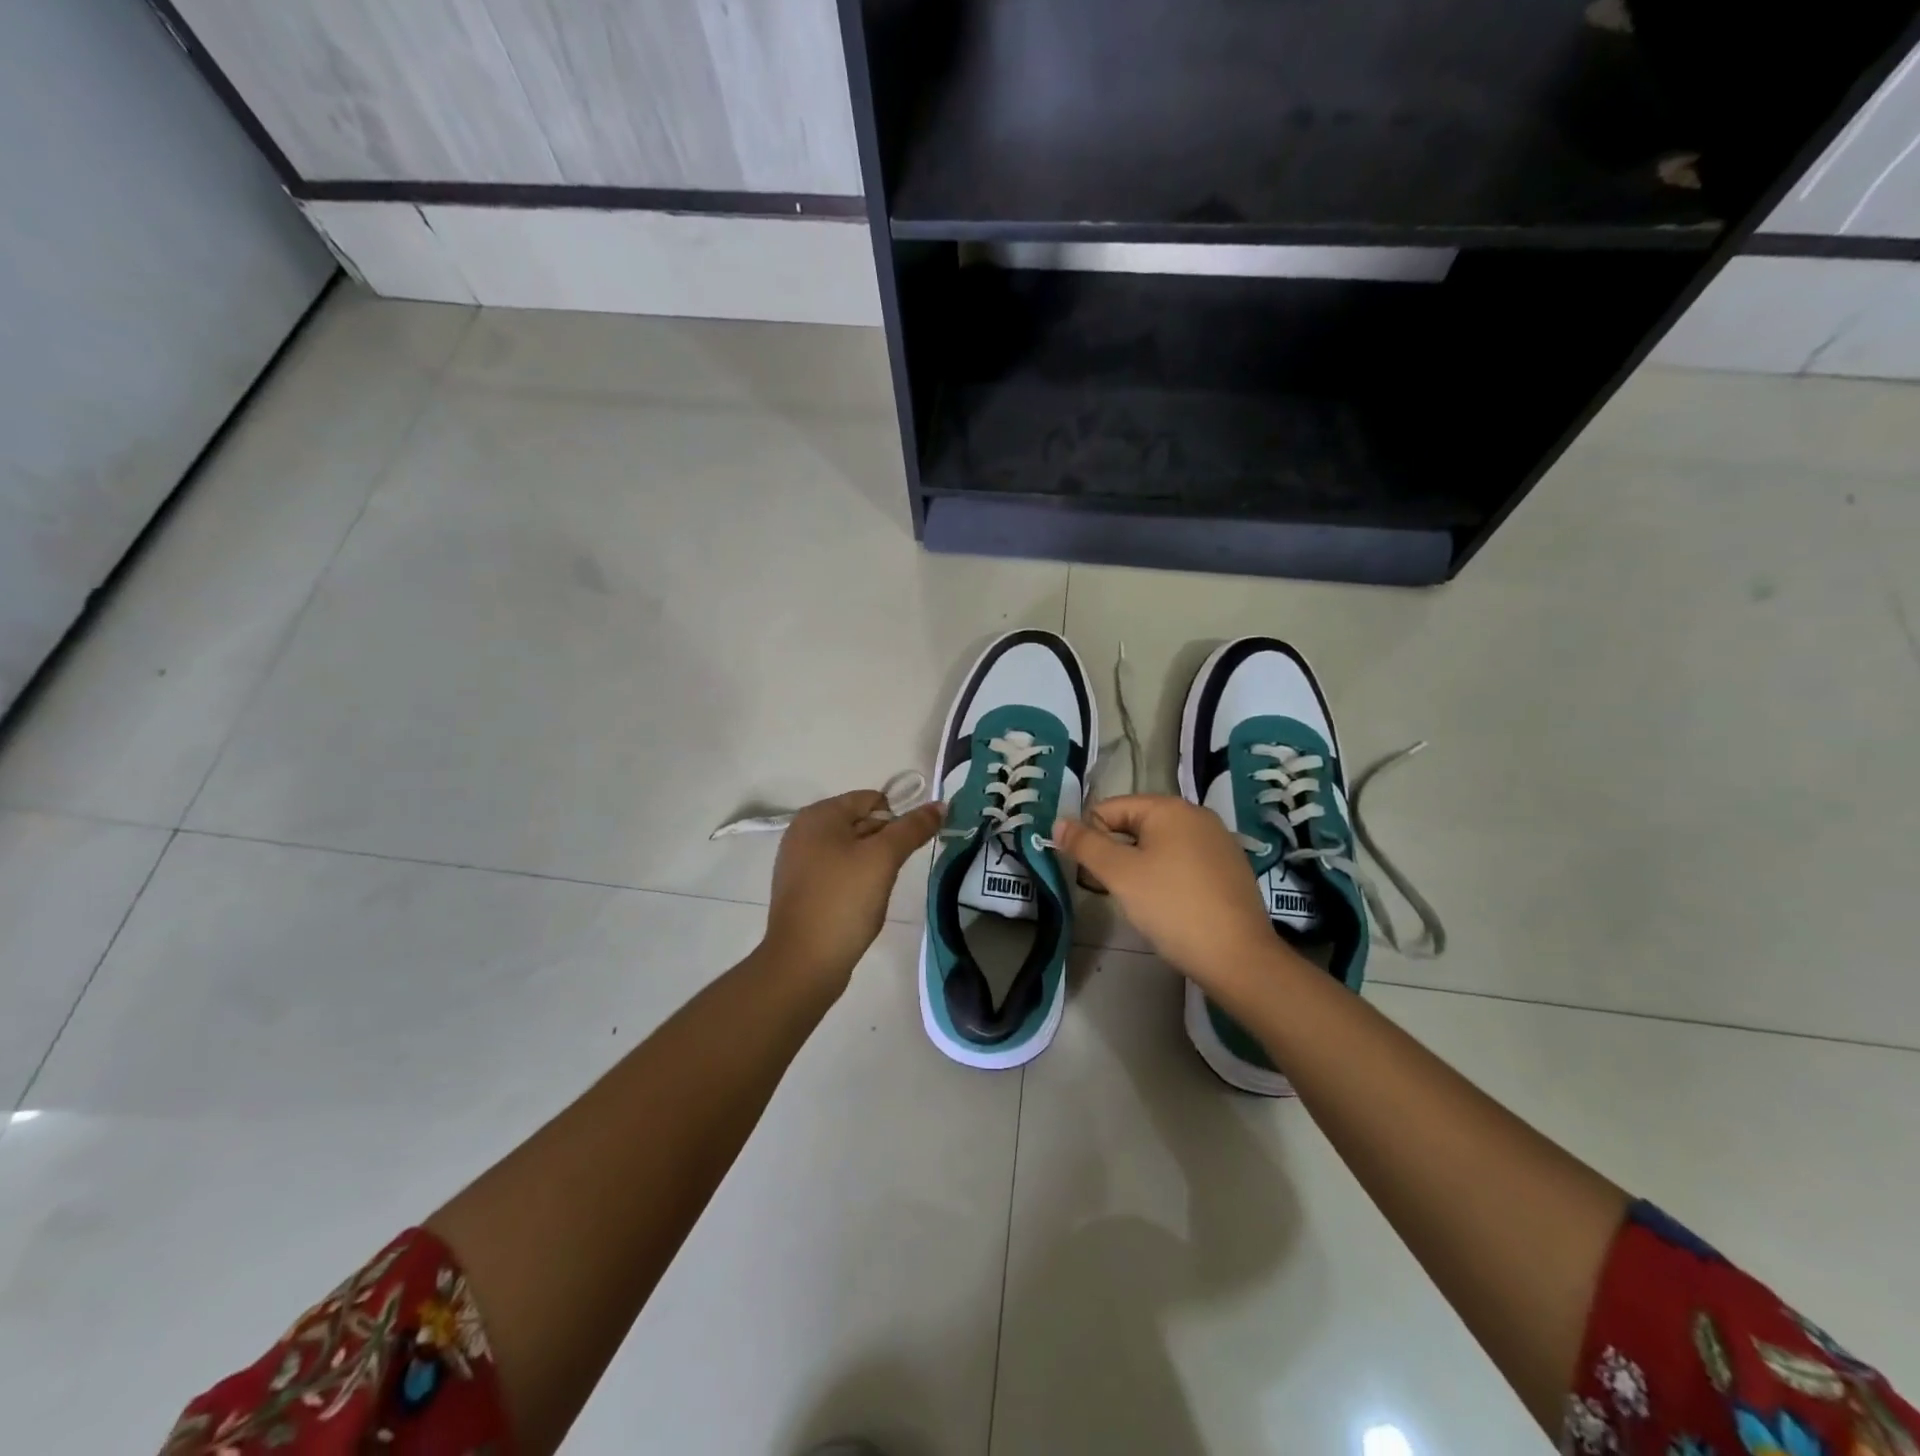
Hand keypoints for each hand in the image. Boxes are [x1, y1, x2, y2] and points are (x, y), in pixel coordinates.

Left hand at [763, 790, 944, 990]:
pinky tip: (860, 905)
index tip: (904, 852)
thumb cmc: (843, 901)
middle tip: (890, 874)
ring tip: (875, 892)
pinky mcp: (803, 890)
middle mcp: (804, 832)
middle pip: (862, 822)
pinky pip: (840, 873)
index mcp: (818, 815)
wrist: (803, 963)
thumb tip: (940, 804)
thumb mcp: (883, 859)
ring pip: (853, 850)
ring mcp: (800, 862)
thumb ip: (912, 828)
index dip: (896, 821)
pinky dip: (856, 883)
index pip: (872, 799)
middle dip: (884, 844)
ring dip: (873, 866)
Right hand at [1052, 795, 1279, 992]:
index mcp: (1169, 807)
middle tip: (1109, 889)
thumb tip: (1059, 822)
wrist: (1238, 957)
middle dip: (1116, 853)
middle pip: (1136, 825)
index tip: (1087, 872)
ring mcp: (1218, 842)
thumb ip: (1085, 845)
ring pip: (1160, 846)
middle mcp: (1197, 815)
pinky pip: (1184, 862)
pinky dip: (1167, 877)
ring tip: (1138, 901)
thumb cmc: (1172, 907)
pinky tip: (1168, 907)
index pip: (1110, 808)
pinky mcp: (1230, 869)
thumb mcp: (1119, 874)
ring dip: (1140, 867)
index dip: (1091, 837)